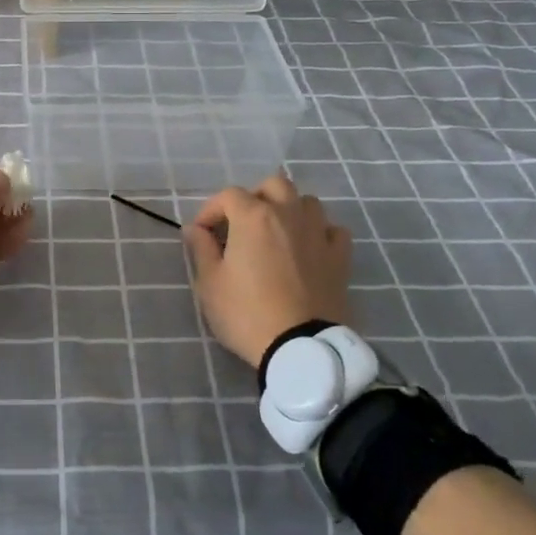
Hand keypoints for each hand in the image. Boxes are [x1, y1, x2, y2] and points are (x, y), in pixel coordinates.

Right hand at [184, 173, 352, 367]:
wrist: (301, 348)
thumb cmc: (247, 313)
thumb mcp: (210, 284)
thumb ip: (201, 249)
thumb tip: (196, 230)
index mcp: (253, 216)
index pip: (228, 196)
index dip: (210, 210)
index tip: (202, 234)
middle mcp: (288, 214)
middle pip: (273, 185)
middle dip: (255, 197)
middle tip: (242, 224)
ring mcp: (318, 234)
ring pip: (307, 202)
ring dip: (289, 210)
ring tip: (277, 232)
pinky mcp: (340, 258)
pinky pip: (333, 230)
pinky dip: (320, 233)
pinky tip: (310, 248)